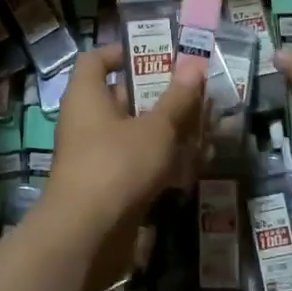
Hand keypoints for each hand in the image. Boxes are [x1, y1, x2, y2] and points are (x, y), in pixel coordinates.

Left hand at [43, 45, 203, 287]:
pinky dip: (162, 163)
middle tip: (194, 93)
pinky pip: (137, 165)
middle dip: (160, 96)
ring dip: (167, 132)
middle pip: (122, 97)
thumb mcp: (156, 129)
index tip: (157, 55)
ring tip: (205, 128)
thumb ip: (177, 99)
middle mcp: (86, 122)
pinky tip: (195, 166)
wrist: (85, 237)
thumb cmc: (117, 166)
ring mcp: (95, 157)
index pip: (96, 60)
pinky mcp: (107, 188)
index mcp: (87, 96)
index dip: (122, 53)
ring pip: (134, 134)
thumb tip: (194, 63)